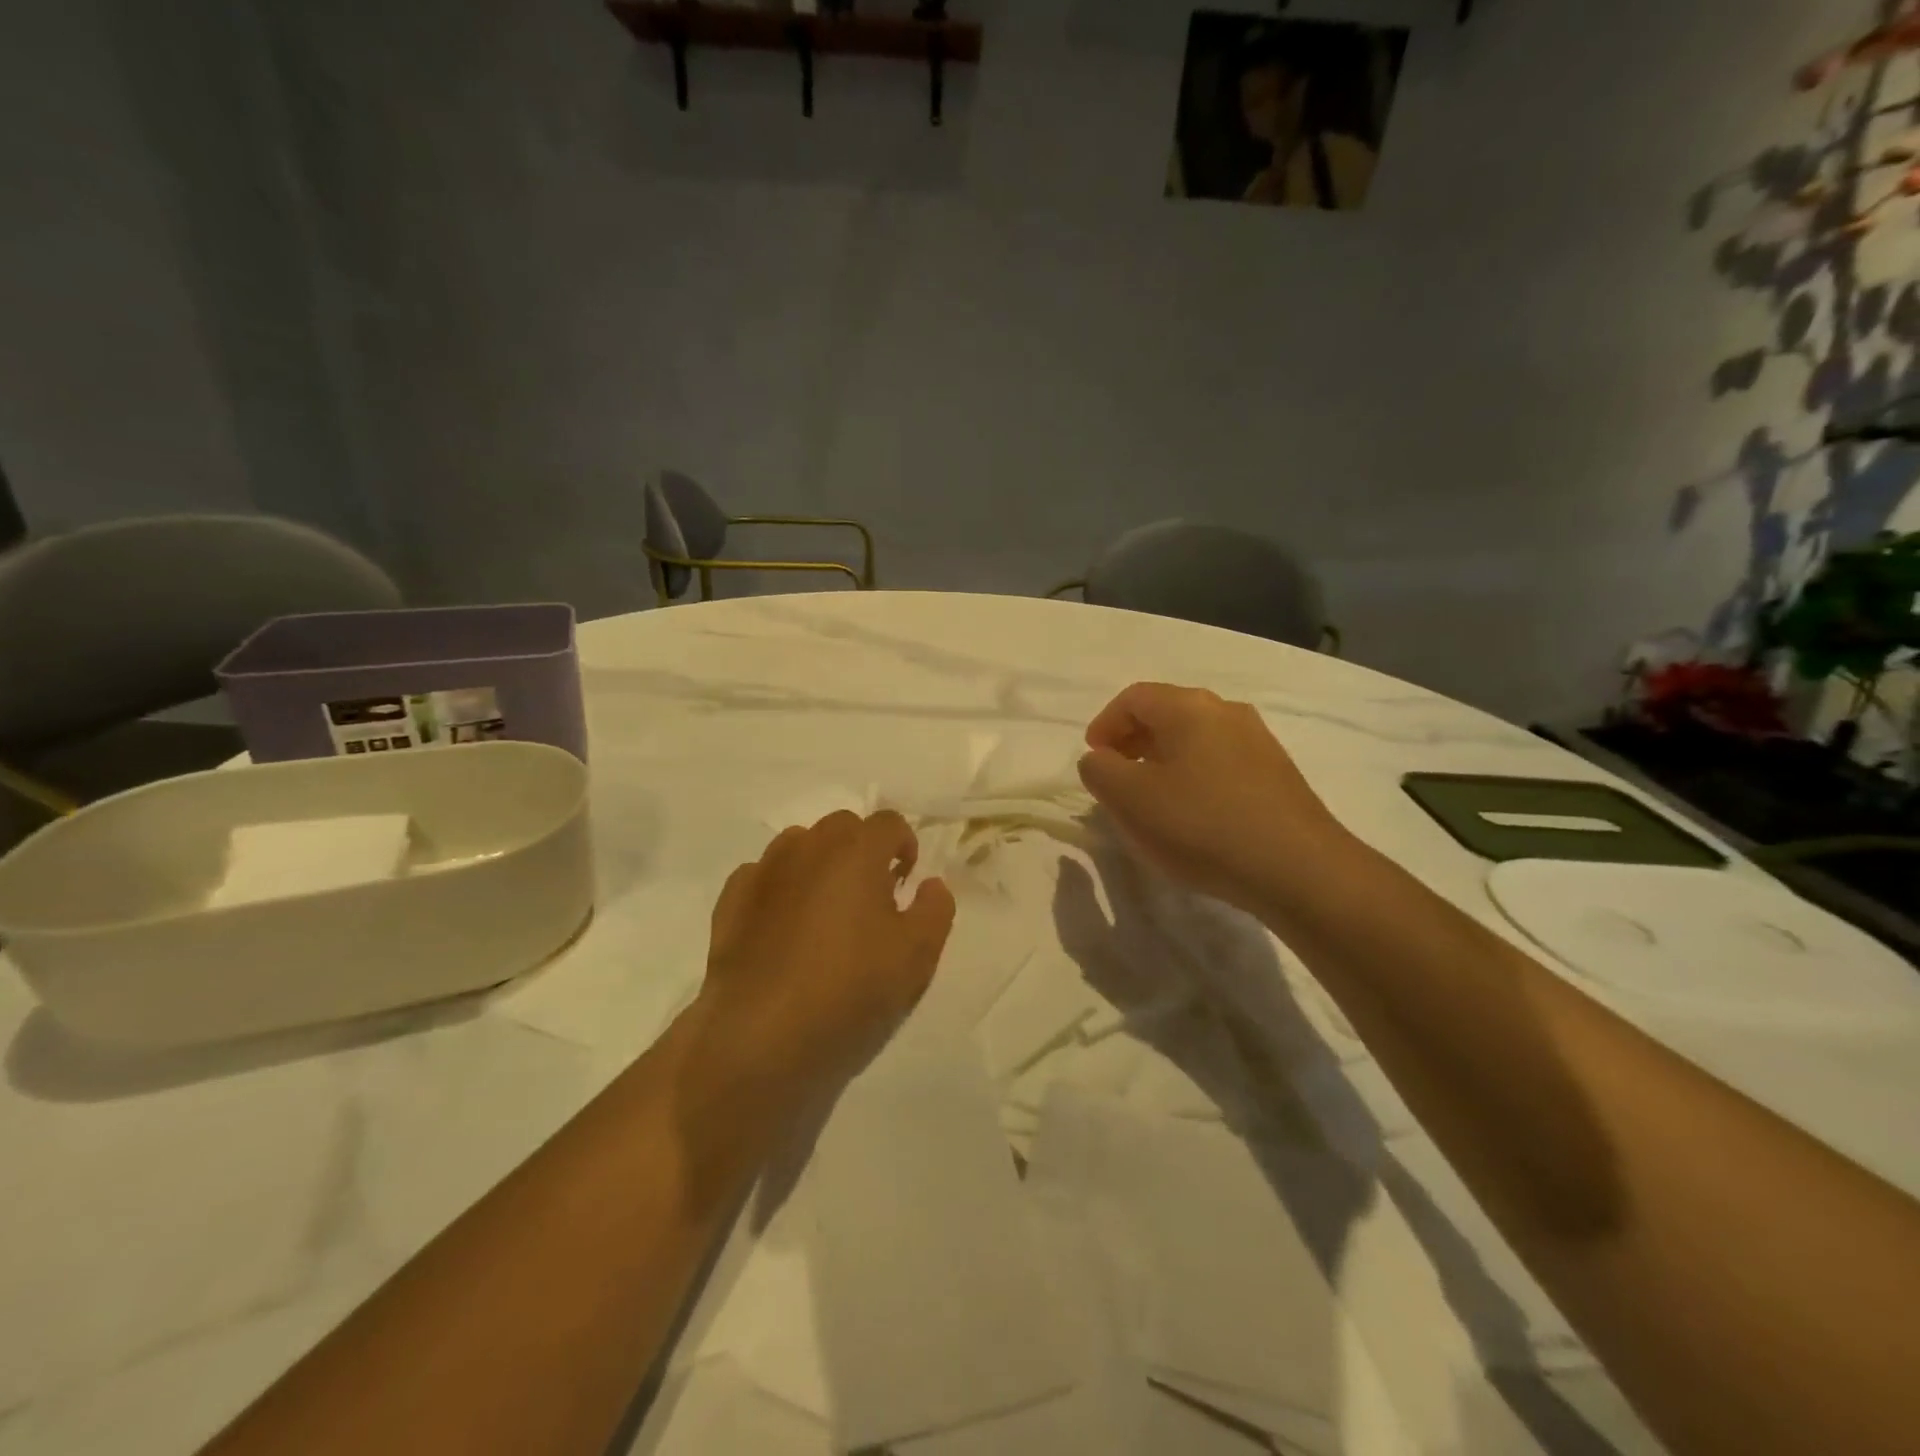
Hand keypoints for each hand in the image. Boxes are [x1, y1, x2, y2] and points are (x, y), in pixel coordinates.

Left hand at [692, 810, 955, 1106]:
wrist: (759, 1034)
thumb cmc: (849, 989)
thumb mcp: (917, 957)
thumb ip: (935, 910)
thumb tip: (930, 884)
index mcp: (857, 850)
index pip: (889, 822)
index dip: (905, 845)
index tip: (906, 879)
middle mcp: (808, 847)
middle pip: (843, 826)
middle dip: (862, 849)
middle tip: (871, 895)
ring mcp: (765, 870)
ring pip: (799, 845)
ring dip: (819, 863)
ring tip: (826, 909)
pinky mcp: (732, 900)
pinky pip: (764, 876)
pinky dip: (780, 888)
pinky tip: (783, 926)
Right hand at [1077, 682, 1351, 915]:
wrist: (1298, 869)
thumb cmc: (1202, 825)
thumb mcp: (1130, 799)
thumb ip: (1099, 771)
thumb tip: (1100, 759)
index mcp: (1189, 707)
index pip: (1133, 698)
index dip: (1104, 725)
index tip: (1093, 760)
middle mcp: (1227, 711)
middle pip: (1166, 714)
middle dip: (1132, 742)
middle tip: (1115, 778)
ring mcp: (1258, 741)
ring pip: (1195, 739)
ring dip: (1163, 761)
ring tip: (1151, 800)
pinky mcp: (1277, 774)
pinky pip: (1220, 762)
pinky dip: (1193, 777)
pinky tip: (1193, 816)